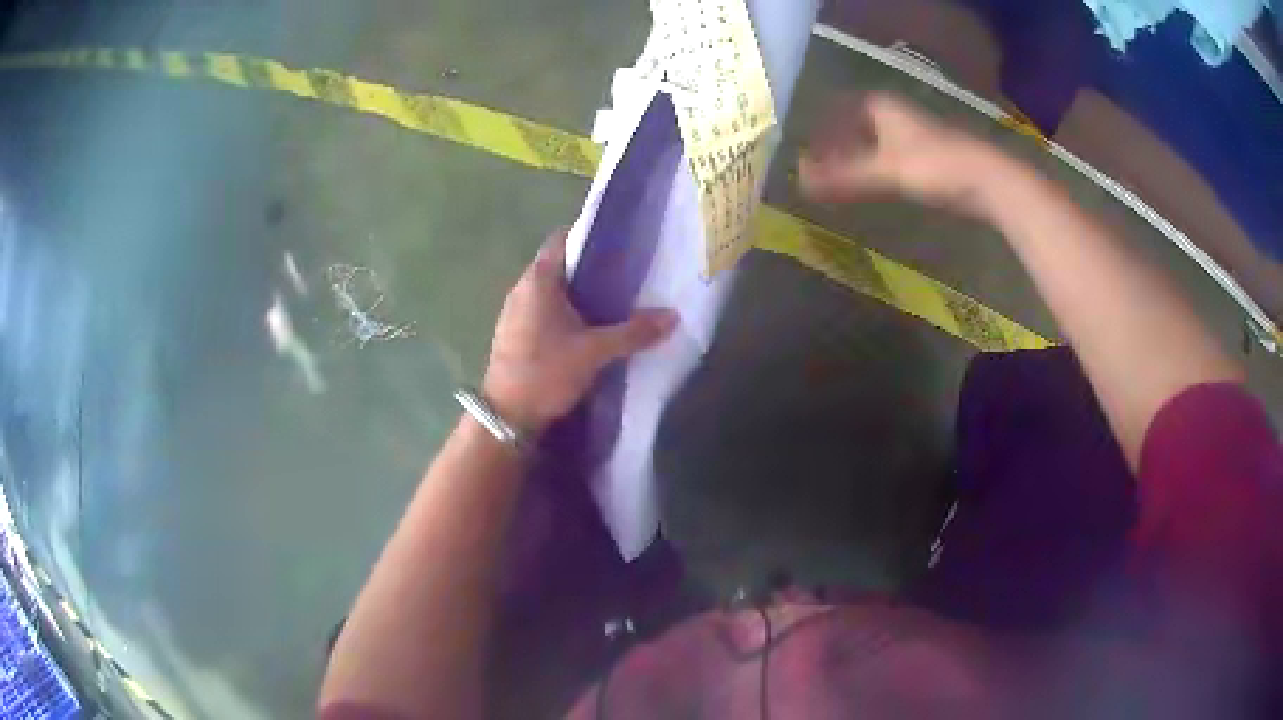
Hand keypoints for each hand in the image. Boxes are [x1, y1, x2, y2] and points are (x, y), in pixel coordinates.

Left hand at [481, 229, 678, 434]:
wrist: (507, 417)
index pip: (562, 239)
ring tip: (615, 300)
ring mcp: (515, 313)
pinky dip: (568, 313)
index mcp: (537, 280)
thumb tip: (673, 316)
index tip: (620, 242)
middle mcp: (522, 289)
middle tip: (627, 273)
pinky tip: (591, 328)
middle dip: (592, 268)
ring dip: (580, 293)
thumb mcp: (594, 352)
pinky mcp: (516, 334)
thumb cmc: (546, 373)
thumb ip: (634, 332)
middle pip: (560, 265)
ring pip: (553, 291)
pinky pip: (546, 311)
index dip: (590, 235)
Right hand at [799, 92, 1003, 215]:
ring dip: (855, 159)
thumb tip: (801, 184)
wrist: (987, 179)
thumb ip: (844, 177)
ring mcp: (913, 134)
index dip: (820, 129)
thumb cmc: (934, 164)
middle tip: (818, 169)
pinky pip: (889, 157)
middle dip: (836, 146)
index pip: (838, 110)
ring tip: (838, 181)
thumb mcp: (884, 170)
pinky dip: (874, 169)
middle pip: (855, 126)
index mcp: (881, 106)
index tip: (805, 150)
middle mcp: (894, 114)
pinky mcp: (927, 156)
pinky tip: (871, 187)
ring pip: (873, 142)